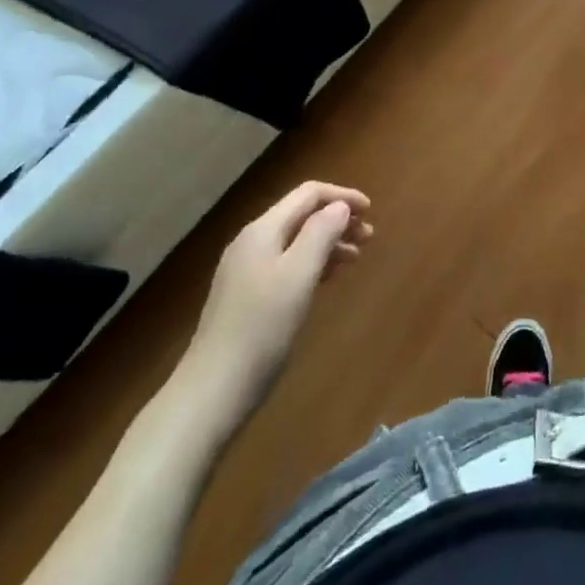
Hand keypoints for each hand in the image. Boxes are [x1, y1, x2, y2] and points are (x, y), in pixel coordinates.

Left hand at [180, 182, 372, 406]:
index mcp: (263, 230)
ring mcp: (246, 270)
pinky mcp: (247, 296)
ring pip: (296, 241)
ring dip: (328, 242)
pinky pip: (287, 264)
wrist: (213, 390)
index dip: (342, 196)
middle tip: (369, 238)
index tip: (371, 211)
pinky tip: (327, 279)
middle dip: (337, 219)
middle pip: (301, 216)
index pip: (308, 194)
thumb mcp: (298, 276)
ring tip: (356, 258)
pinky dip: (313, 263)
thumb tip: (340, 206)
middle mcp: (252, 242)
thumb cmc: (262, 328)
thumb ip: (321, 234)